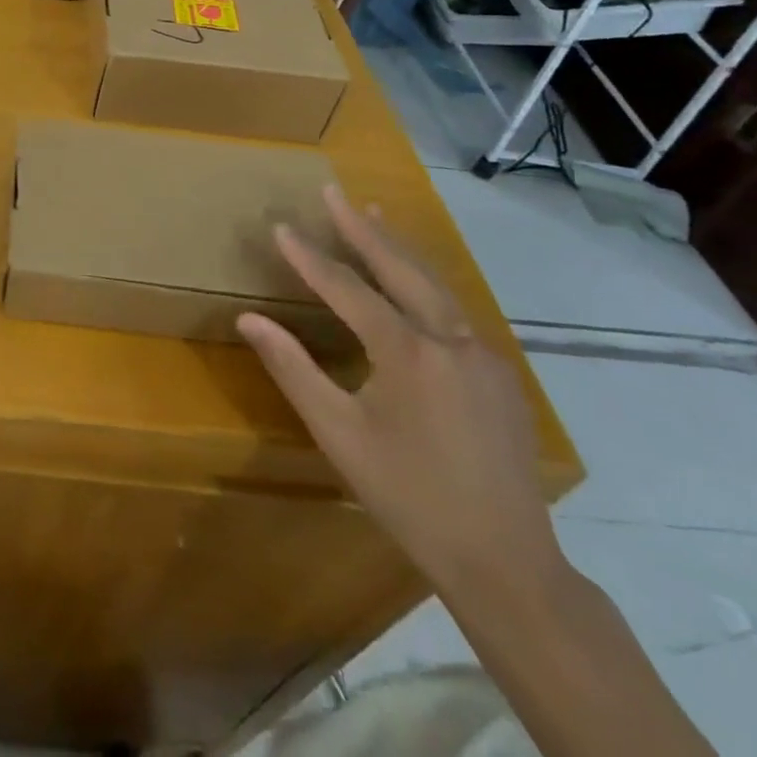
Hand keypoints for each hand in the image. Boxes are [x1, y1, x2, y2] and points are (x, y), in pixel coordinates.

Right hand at [237, 185, 560, 596]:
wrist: (507, 563)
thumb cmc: (408, 495)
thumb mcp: (338, 433)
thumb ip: (292, 368)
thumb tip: (249, 318)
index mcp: (408, 353)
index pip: (348, 288)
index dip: (309, 257)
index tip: (281, 226)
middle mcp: (450, 340)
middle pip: (402, 269)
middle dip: (363, 229)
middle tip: (335, 193)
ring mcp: (483, 356)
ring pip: (436, 285)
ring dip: (399, 249)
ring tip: (373, 215)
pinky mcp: (500, 375)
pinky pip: (454, 311)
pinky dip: (425, 282)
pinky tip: (413, 282)